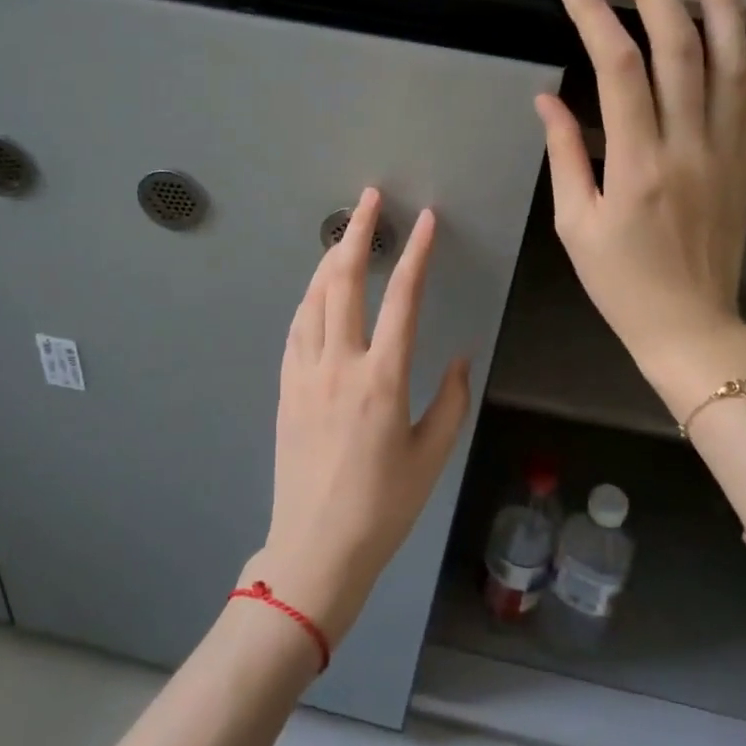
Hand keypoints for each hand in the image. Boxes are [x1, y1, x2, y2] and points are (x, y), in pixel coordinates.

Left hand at [246, 188, 472, 645]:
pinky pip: (296, 326)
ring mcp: (305, 373)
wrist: (315, 547)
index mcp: (382, 379)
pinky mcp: (285, 386)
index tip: (425, 220)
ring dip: (330, 259)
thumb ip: (452, 400)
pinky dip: (309, 297)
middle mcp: (339, 364)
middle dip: (358, 233)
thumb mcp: (433, 456)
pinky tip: (317, 289)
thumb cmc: (383, 507)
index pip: (402, 299)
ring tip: (345, 233)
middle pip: (344, 282)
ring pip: (313, 298)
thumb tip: (460, 356)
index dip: (415, 254)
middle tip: (370, 199)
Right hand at [535, 0, 745, 398]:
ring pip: (728, 60)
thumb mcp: (575, 224)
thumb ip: (565, 155)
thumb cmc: (621, 282)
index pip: (618, 71)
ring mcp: (726, 150)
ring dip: (718, 0)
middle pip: (677, 48)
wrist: (691, 327)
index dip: (594, 19)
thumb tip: (548, 98)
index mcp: (636, 165)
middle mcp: (687, 146)